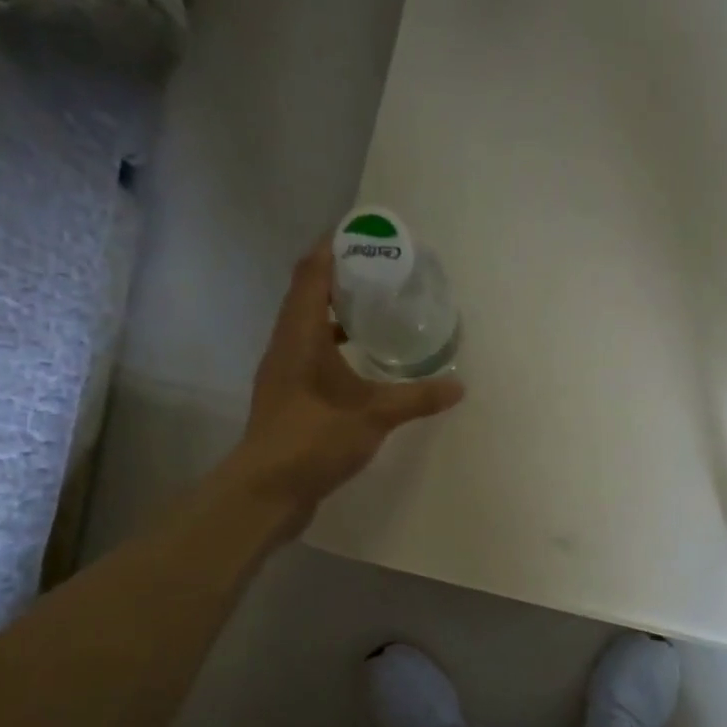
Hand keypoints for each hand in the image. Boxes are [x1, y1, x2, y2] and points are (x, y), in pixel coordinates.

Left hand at [235, 236, 463, 525]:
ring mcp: (282, 374)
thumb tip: (458, 386)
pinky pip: (309, 357)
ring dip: (334, 316)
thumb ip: (417, 398)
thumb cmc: (314, 439)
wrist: (267, 491)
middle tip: (379, 274)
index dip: (331, 248)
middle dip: (338, 280)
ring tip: (373, 313)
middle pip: (306, 296)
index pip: (310, 273)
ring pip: (306, 329)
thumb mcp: (374, 416)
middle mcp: (285, 346)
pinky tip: (359, 365)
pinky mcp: (286, 399)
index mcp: (300, 334)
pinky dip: (332, 349)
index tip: (361, 235)